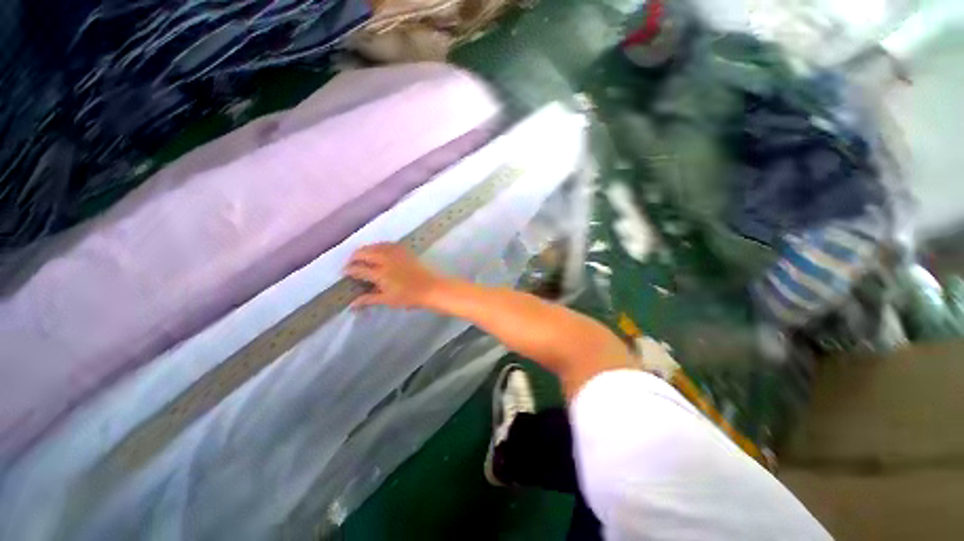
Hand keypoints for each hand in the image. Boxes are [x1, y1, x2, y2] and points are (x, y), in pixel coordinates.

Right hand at [345, 243, 444, 308]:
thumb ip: (369, 299)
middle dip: (355, 256)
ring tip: (362, 254)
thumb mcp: (387, 300)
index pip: (359, 269)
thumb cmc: (409, 297)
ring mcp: (396, 254)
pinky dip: (379, 245)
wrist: (431, 288)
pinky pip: (388, 244)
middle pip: (365, 253)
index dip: (349, 270)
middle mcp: (386, 260)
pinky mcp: (405, 251)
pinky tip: (379, 249)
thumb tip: (351, 304)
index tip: (344, 272)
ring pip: (376, 246)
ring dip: (366, 249)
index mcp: (380, 273)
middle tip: (351, 262)